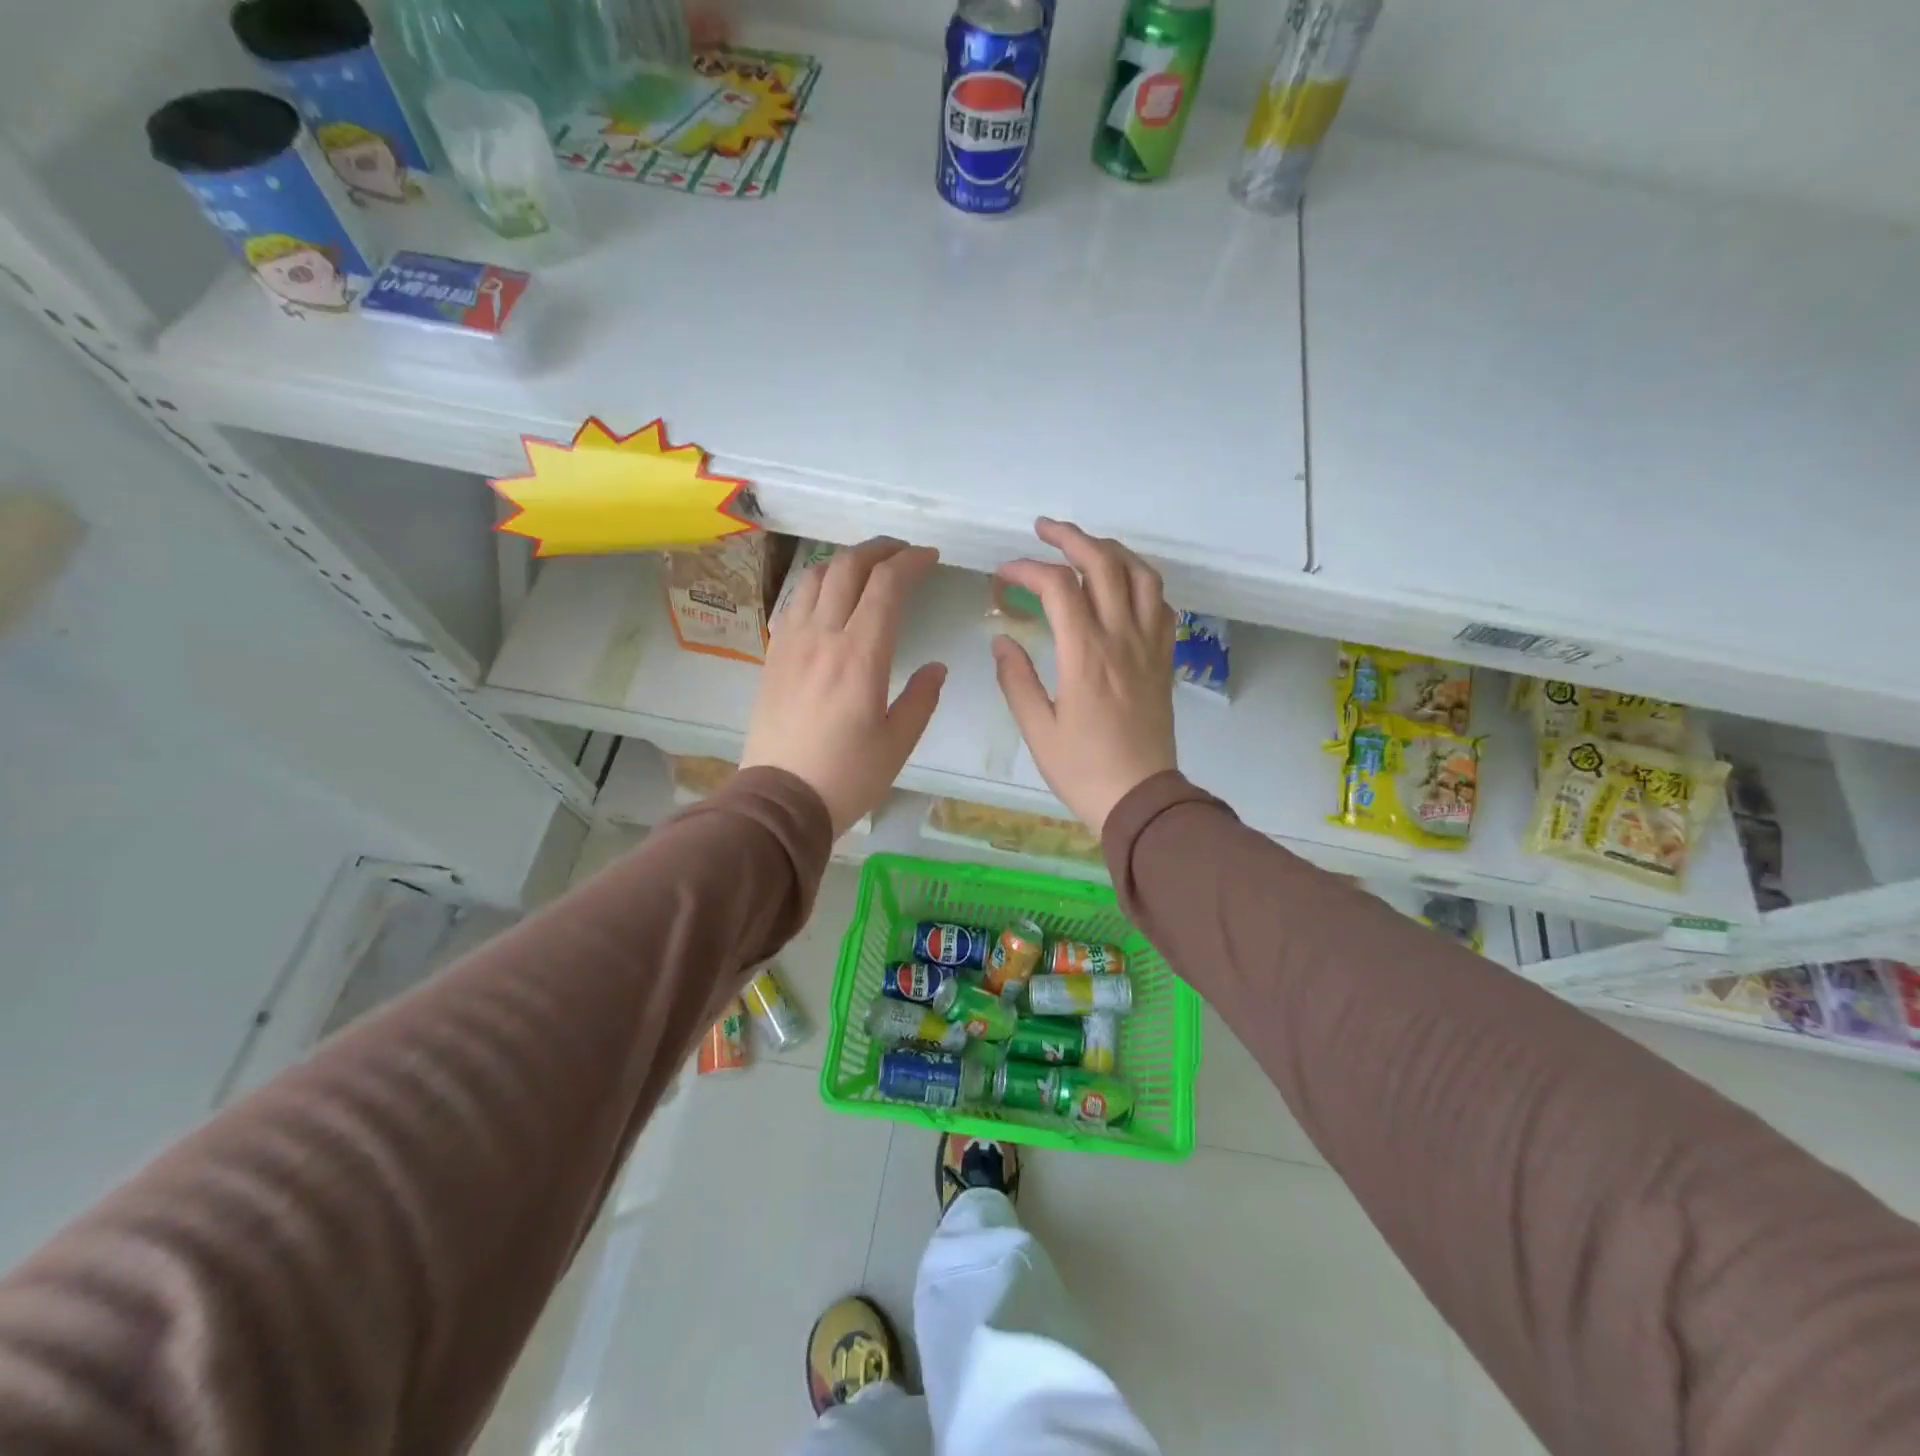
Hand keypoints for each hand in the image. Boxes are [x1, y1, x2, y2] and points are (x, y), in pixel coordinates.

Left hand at [741, 538, 946, 835]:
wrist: (779, 800)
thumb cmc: (847, 776)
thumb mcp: (898, 743)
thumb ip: (921, 698)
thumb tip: (936, 667)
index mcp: (861, 656)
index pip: (886, 586)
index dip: (911, 562)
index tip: (930, 558)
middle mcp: (823, 637)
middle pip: (848, 567)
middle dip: (880, 549)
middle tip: (903, 552)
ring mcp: (791, 643)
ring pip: (816, 578)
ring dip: (845, 561)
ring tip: (867, 567)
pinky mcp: (772, 656)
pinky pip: (794, 603)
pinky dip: (817, 585)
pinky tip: (828, 597)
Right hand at [992, 519, 1176, 833]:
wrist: (1141, 799)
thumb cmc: (1083, 769)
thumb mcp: (1036, 729)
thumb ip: (1015, 679)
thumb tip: (1002, 640)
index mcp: (1085, 653)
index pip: (1058, 587)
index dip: (1027, 569)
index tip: (1003, 574)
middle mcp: (1122, 638)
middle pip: (1104, 564)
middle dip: (1071, 537)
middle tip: (1044, 529)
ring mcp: (1149, 645)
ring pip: (1141, 575)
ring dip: (1112, 551)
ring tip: (1086, 548)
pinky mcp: (1164, 659)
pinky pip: (1162, 604)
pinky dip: (1142, 582)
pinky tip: (1124, 586)